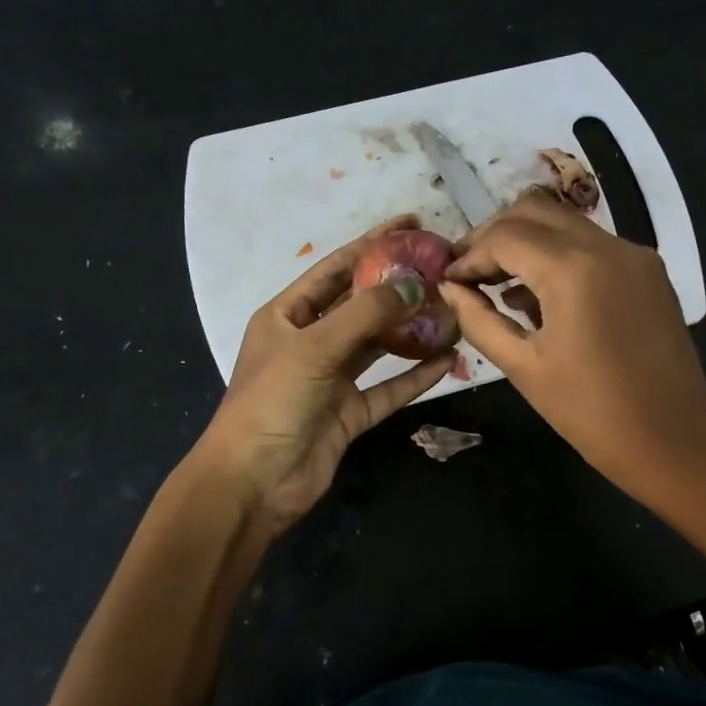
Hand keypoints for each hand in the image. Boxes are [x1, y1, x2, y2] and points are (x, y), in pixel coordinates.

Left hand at [195, 216, 453, 533]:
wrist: (254, 482)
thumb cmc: (273, 402)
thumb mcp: (315, 347)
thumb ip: (366, 313)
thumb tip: (415, 284)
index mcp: (287, 316)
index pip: (334, 269)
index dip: (371, 244)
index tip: (411, 223)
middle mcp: (310, 342)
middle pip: (360, 306)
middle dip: (398, 287)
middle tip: (441, 268)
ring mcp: (331, 380)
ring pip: (378, 346)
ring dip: (411, 330)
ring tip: (450, 309)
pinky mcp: (350, 413)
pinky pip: (389, 387)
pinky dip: (416, 375)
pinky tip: (447, 358)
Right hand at [440, 195, 705, 502]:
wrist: (673, 441)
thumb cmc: (591, 413)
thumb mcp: (523, 367)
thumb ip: (479, 320)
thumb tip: (449, 289)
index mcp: (574, 270)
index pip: (506, 236)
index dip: (469, 255)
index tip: (448, 281)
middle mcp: (608, 246)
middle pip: (535, 212)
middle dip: (494, 236)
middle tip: (469, 272)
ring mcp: (635, 255)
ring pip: (566, 223)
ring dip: (528, 242)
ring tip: (500, 286)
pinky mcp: (650, 272)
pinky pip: (594, 245)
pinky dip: (560, 256)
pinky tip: (542, 296)